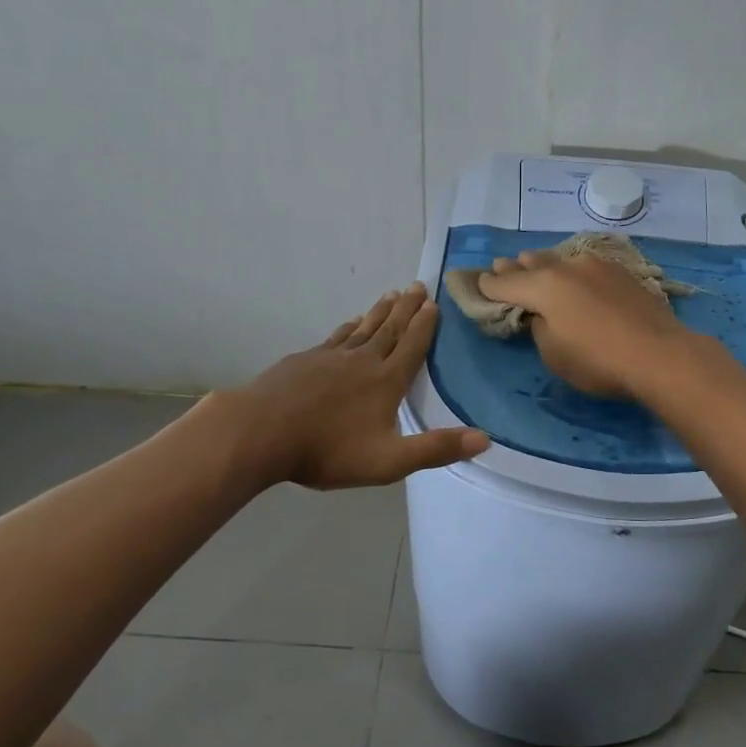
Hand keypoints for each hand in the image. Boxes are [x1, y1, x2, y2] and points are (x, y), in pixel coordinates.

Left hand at [230, 283, 488, 488]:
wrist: (260, 432)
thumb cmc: (328, 450)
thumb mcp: (389, 460)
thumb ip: (436, 449)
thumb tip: (485, 438)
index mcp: (386, 381)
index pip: (412, 346)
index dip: (425, 326)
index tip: (434, 303)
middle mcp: (362, 360)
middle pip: (390, 329)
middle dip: (407, 308)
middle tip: (418, 286)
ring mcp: (330, 357)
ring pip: (362, 328)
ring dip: (380, 311)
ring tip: (391, 295)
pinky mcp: (304, 361)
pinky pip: (335, 337)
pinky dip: (348, 327)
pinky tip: (349, 324)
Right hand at [476, 251, 697, 398]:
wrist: (659, 354)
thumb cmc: (598, 361)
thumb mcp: (553, 354)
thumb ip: (540, 327)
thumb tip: (544, 314)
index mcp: (543, 286)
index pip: (504, 283)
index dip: (488, 286)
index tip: (478, 284)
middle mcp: (566, 266)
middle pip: (532, 264)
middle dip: (515, 268)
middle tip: (502, 265)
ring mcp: (597, 265)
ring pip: (560, 259)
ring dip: (544, 264)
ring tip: (534, 263)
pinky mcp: (621, 272)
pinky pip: (585, 265)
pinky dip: (572, 270)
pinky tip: (575, 275)